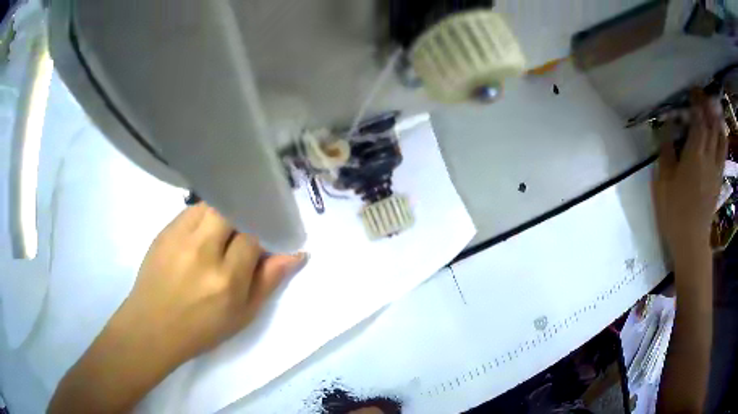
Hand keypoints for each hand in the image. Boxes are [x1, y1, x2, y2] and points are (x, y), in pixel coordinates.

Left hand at [118, 203, 306, 368]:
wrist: (152, 326)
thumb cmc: (201, 329)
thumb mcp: (242, 315)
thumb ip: (268, 281)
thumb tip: (296, 254)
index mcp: (227, 278)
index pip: (253, 236)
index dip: (262, 235)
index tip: (263, 242)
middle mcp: (203, 251)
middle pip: (232, 210)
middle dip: (243, 218)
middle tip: (242, 234)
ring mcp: (180, 237)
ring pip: (212, 205)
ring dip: (224, 213)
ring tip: (223, 232)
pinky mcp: (164, 231)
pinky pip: (192, 210)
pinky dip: (204, 216)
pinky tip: (202, 234)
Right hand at [653, 91, 726, 256]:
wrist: (691, 241)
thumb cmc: (674, 212)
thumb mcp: (662, 183)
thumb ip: (666, 153)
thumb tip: (667, 131)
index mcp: (694, 154)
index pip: (699, 120)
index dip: (697, 103)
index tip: (692, 92)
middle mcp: (708, 156)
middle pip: (711, 125)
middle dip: (707, 107)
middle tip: (701, 96)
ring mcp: (715, 168)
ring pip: (720, 137)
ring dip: (717, 120)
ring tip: (713, 109)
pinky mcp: (718, 179)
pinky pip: (723, 152)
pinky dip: (722, 138)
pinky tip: (720, 132)